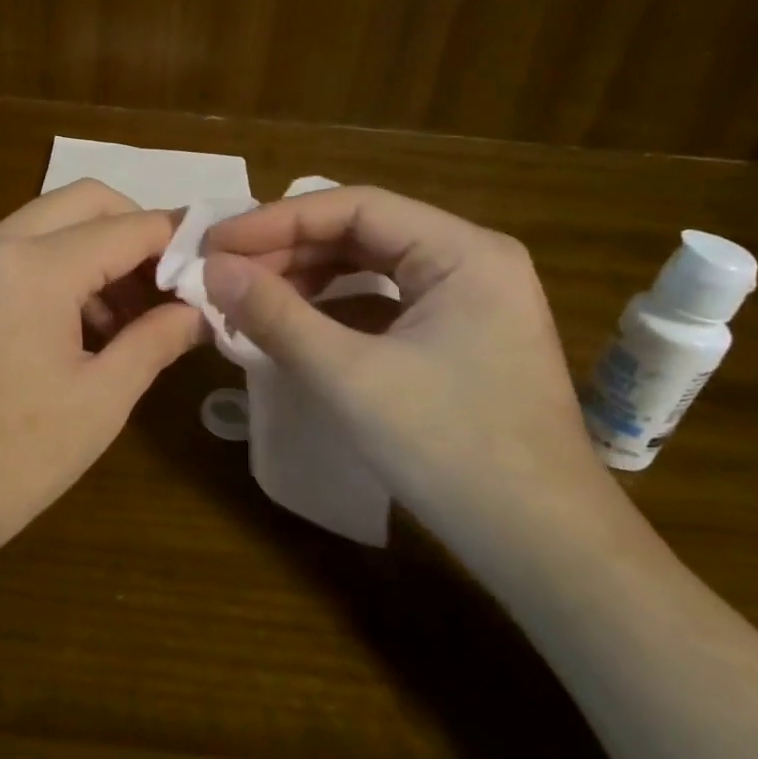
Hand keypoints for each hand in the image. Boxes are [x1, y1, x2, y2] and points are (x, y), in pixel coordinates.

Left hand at [0, 180, 203, 577]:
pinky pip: (23, 250)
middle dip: (136, 232)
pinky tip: (84, 326)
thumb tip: (200, 312)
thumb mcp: (102, 398)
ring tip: (132, 317)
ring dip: (99, 250)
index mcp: (38, 264)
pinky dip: (63, 267)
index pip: (130, 226)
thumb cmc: (13, 456)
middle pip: (88, 202)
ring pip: (53, 223)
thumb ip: (157, 340)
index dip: (179, 241)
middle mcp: (0, 242)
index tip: (216, 268)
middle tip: (169, 288)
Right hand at [201, 186, 620, 573]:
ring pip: (369, 267)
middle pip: (361, 233)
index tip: (216, 244)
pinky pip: (383, 303)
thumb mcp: (350, 377)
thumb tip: (212, 269)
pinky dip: (332, 309)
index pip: (354, 207)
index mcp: (463, 251)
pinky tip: (292, 325)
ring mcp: (468, 301)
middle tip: (223, 273)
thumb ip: (276, 315)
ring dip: (305, 279)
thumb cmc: (452, 451)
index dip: (276, 220)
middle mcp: (470, 261)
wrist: (545, 551)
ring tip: (247, 297)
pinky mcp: (458, 338)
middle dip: (287, 250)